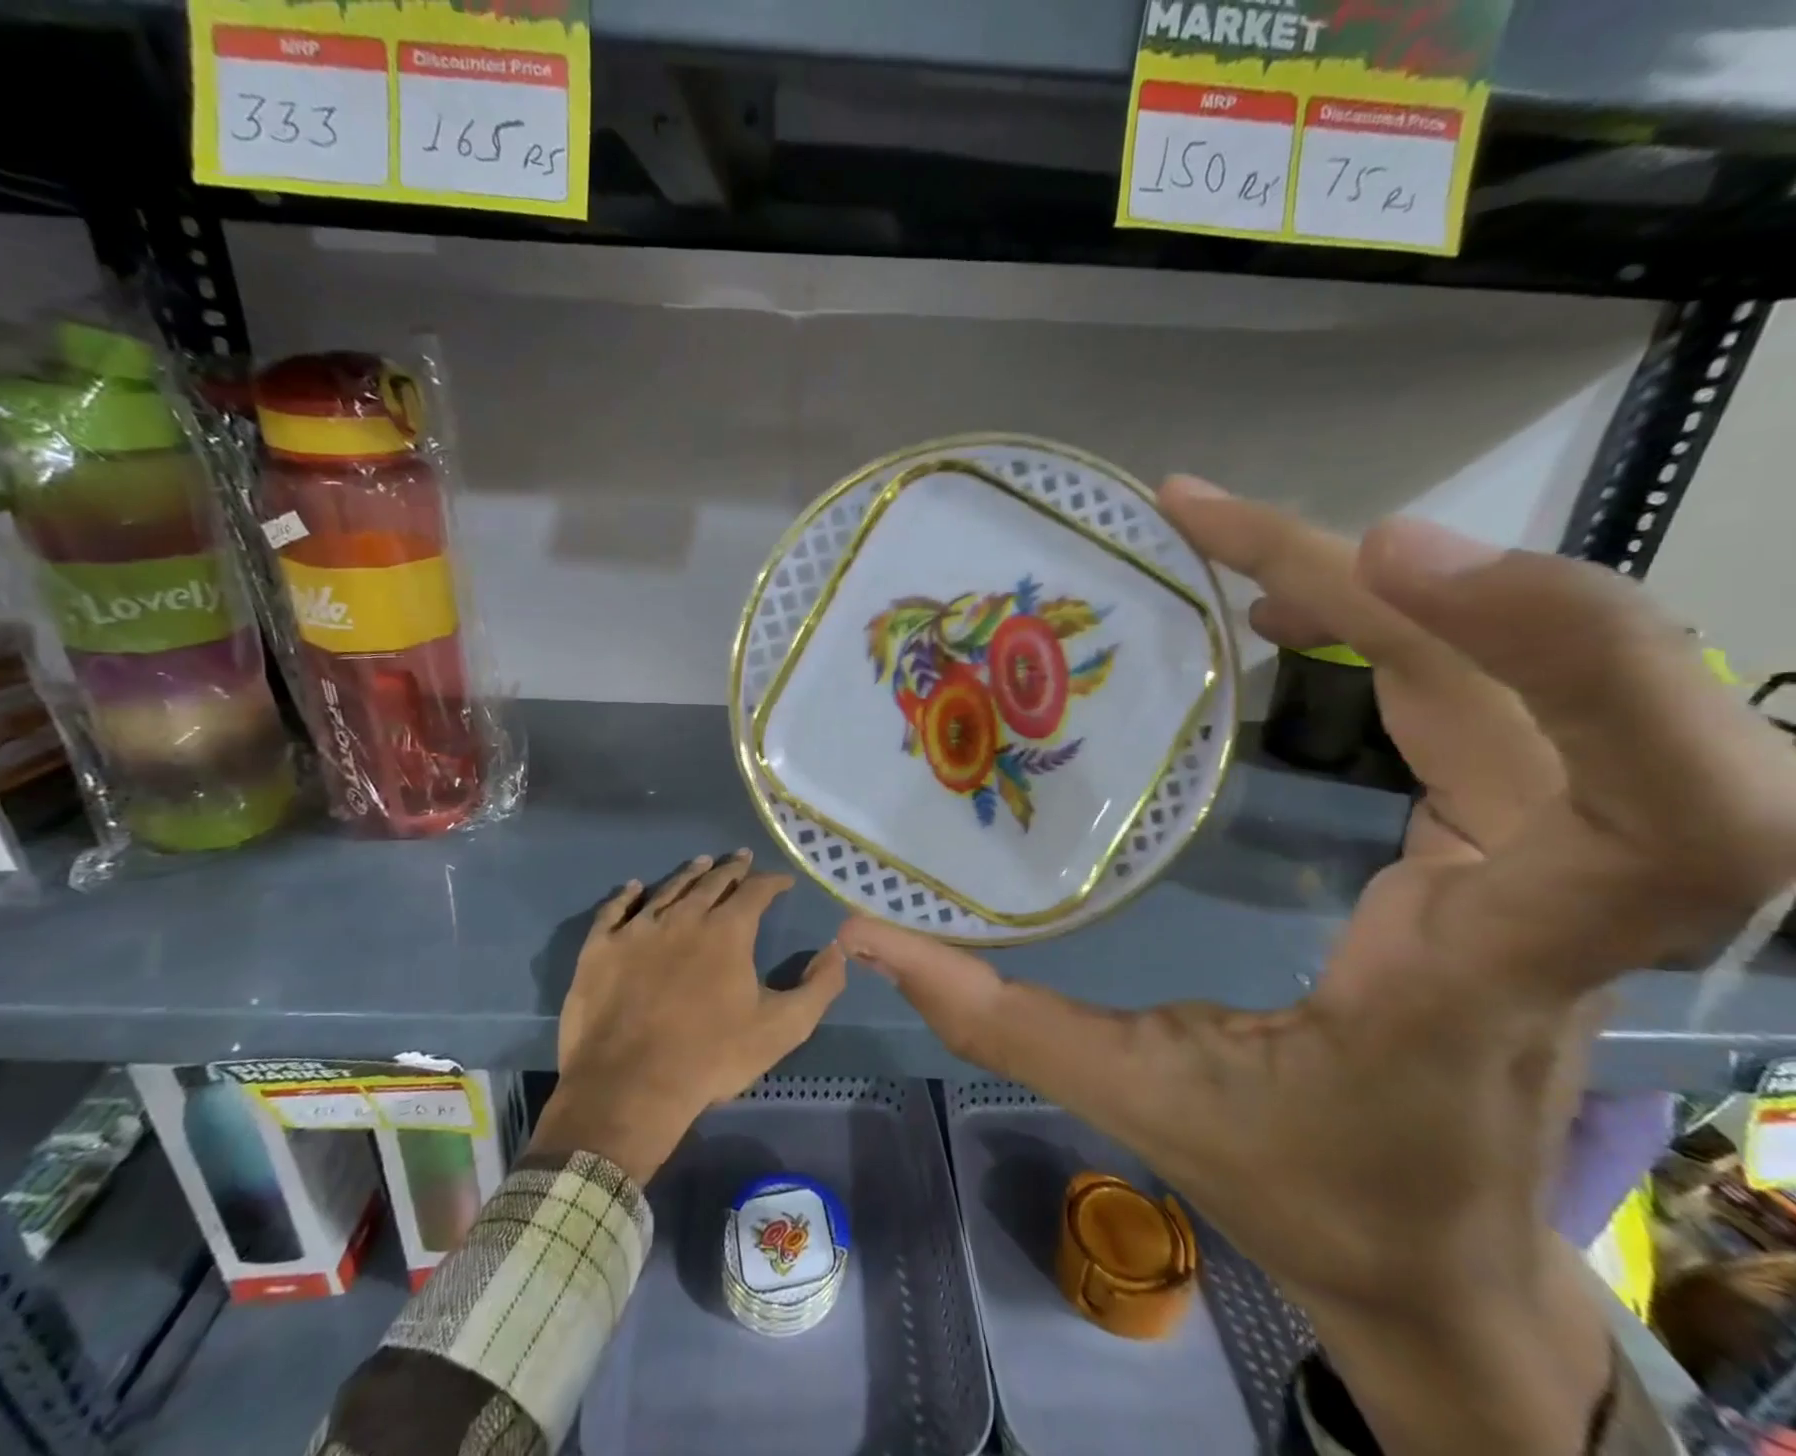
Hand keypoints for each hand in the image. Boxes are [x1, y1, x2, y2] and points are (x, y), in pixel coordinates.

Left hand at [531, 851, 846, 1184]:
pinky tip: (633, 886)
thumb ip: (819, 987)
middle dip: (732, 869)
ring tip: (702, 863)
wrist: (630, 1089)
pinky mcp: (600, 948)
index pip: (756, 891)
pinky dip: (626, 895)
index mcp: (728, 931)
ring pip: (668, 889)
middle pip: (712, 882)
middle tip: (742, 858)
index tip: (782, 881)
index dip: (772, 882)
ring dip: (689, 874)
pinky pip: (614, 910)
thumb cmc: (712, 1058)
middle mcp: (684, 916)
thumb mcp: (783, 1029)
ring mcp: (638, 929)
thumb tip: (837, 950)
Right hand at [840, 478, 1795, 1454]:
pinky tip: (1288, 609)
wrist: (1434, 1263)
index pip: (1666, 821)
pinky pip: (1487, 700)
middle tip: (1229, 528)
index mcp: (1481, 974)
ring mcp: (1543, 865)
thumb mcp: (1144, 1102)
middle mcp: (1552, 904)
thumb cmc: (1310, 1190)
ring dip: (1392, 589)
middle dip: (1444, 582)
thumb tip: (866, 940)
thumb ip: (1002, 1020)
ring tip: (1230, 547)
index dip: (1570, 654)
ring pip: (1535, 682)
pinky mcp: (1512, 843)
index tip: (1387, 559)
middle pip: (1593, 702)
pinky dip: (1400, 626)